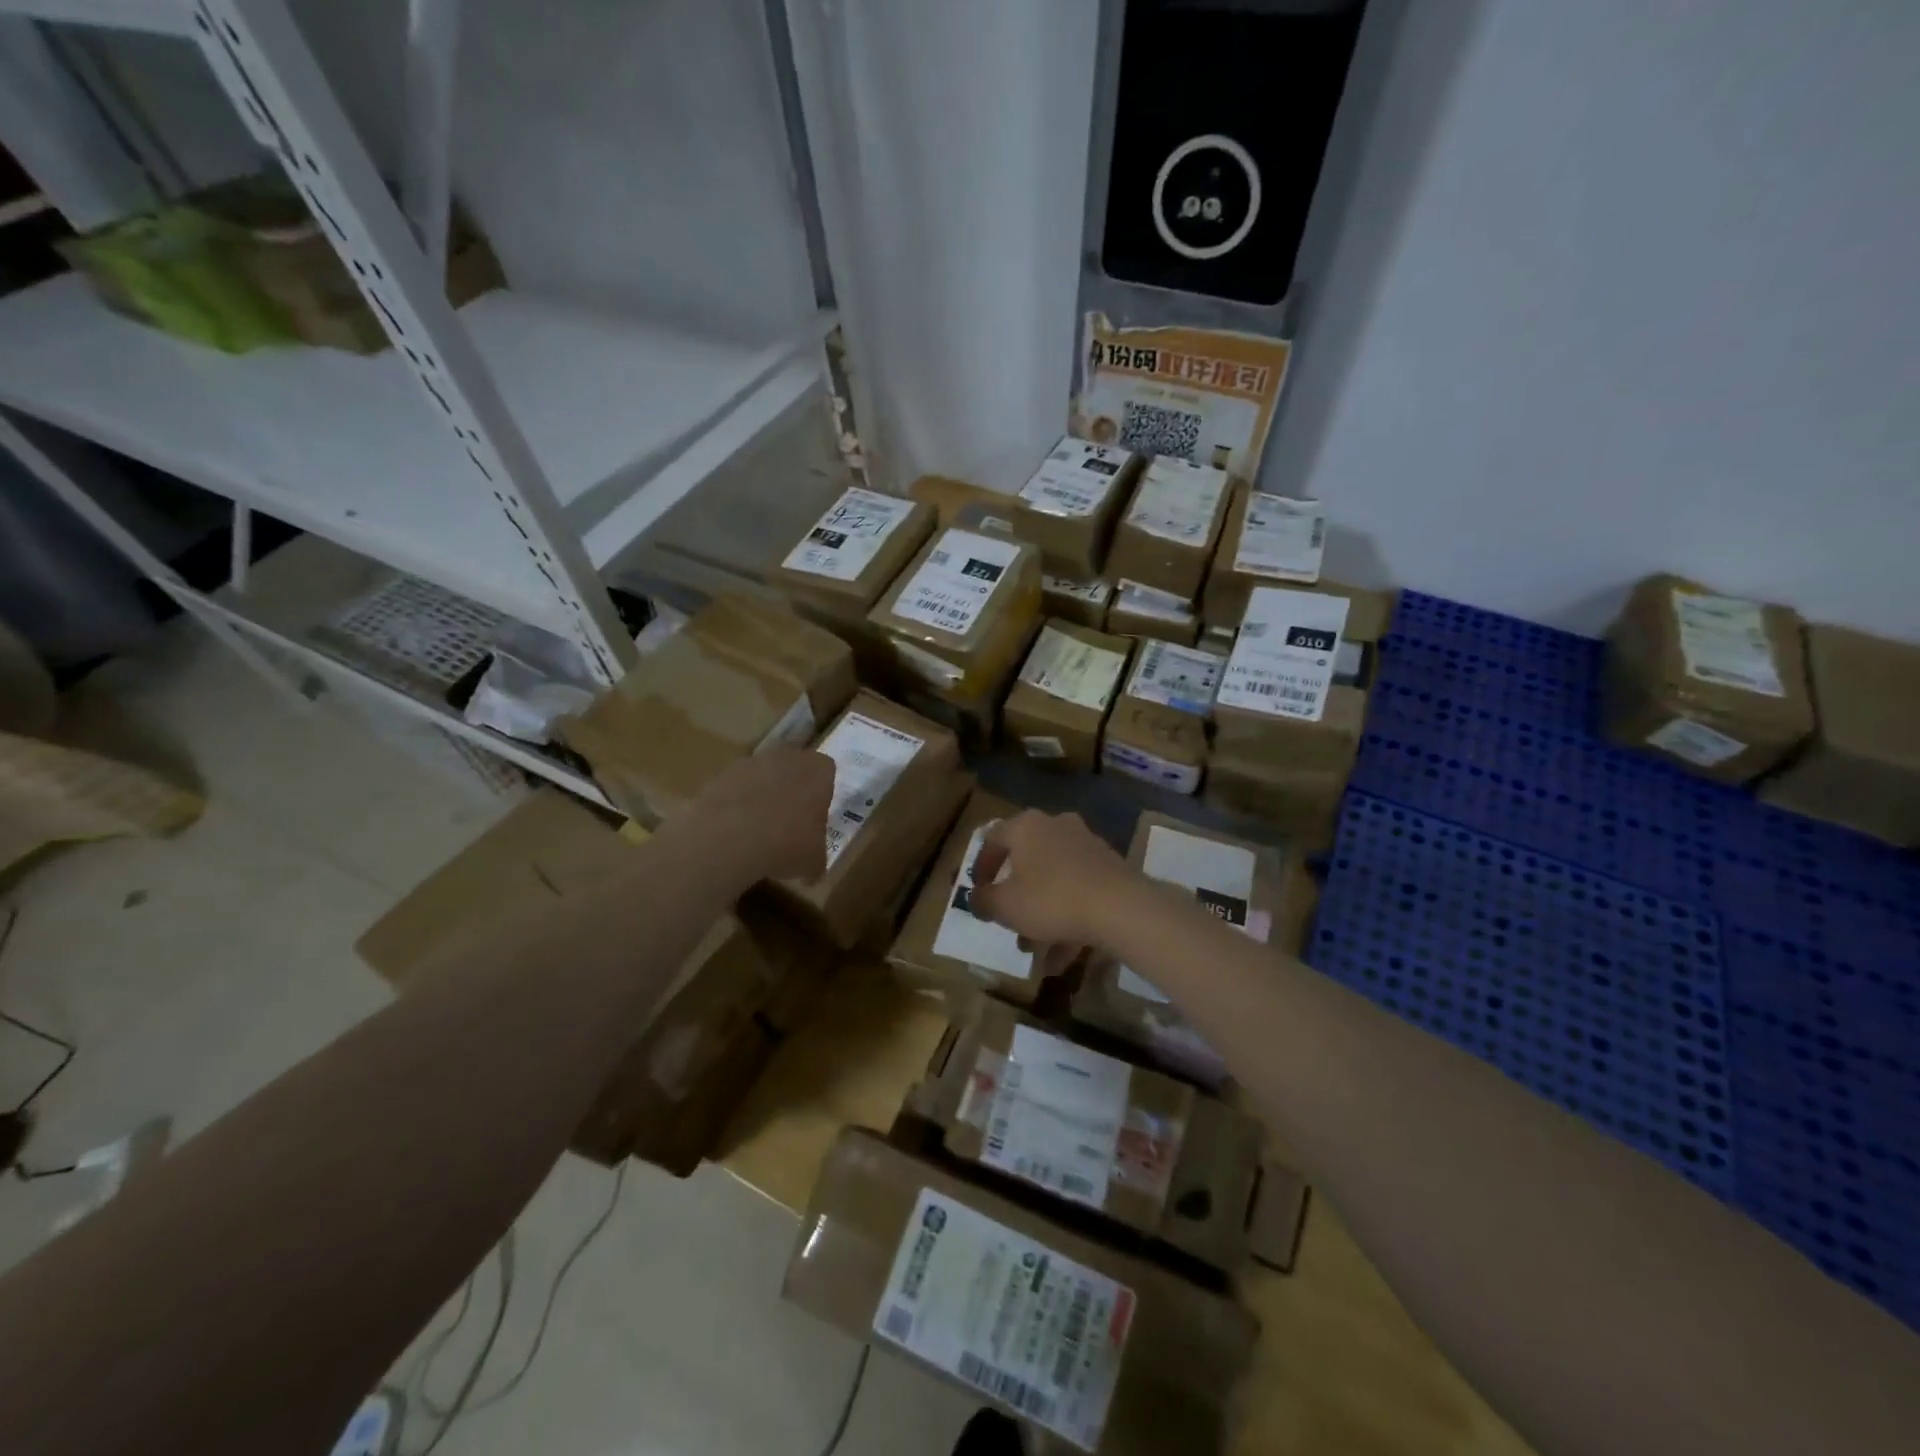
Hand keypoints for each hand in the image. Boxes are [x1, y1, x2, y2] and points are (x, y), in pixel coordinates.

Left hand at [679, 746, 835, 884]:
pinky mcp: (721, 775)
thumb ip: (816, 858)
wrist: (730, 836)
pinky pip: (735, 789)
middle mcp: (787, 758)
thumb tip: (812, 871)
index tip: (815, 815)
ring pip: (762, 777)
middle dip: (791, 791)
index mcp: (818, 771)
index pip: (826, 771)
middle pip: (793, 769)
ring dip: (761, 796)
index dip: (822, 792)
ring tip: (757, 831)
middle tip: (788, 823)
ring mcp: (751, 763)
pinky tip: (732, 832)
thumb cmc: (786, 843)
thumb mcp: (813, 861)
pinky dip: (734, 805)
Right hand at [968, 810, 1134, 951]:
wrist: (1120, 907)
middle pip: (1027, 862)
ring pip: (1054, 881)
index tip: (978, 891)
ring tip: (1035, 953)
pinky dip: (1067, 920)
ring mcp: (1086, 846)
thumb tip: (975, 898)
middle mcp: (1056, 827)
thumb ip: (984, 901)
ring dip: (1041, 915)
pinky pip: (1078, 892)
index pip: (993, 838)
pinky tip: (1062, 958)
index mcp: (1027, 827)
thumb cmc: (1051, 899)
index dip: (981, 866)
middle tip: (1007, 924)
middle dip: (1015, 898)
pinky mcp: (1110, 868)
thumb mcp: (1006, 906)